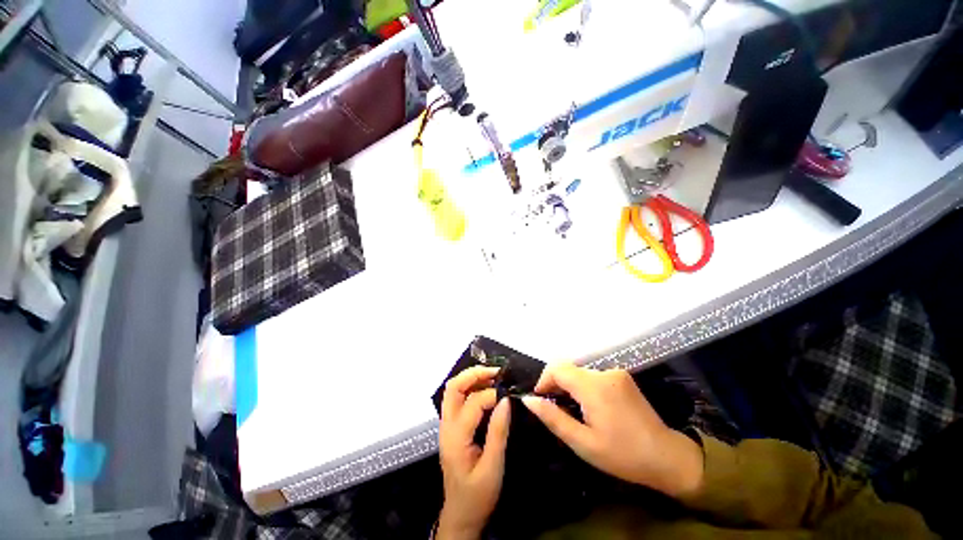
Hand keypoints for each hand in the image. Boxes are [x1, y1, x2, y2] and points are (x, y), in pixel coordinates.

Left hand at [437, 366, 510, 539]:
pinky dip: (470, 388)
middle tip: (495, 371)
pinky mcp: (451, 428)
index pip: (472, 403)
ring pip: (453, 391)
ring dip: (471, 379)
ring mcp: (446, 426)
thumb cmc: (477, 496)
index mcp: (455, 437)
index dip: (492, 395)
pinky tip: (485, 390)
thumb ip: (498, 432)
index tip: (509, 395)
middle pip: (453, 387)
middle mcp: (446, 426)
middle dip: (473, 374)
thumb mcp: (492, 467)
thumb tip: (505, 400)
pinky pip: (457, 399)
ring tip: (492, 377)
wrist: (460, 516)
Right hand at [522, 363, 703, 497]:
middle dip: (556, 384)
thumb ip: (553, 418)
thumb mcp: (583, 443)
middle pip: (568, 368)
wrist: (667, 458)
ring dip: (570, 385)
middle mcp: (604, 372)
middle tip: (555, 408)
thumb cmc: (622, 455)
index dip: (544, 380)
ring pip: (580, 371)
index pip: (557, 368)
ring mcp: (616, 373)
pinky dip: (584, 386)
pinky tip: (590, 406)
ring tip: (572, 410)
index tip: (540, 399)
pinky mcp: (623, 377)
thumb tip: (528, 400)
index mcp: (593, 386)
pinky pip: (594, 375)